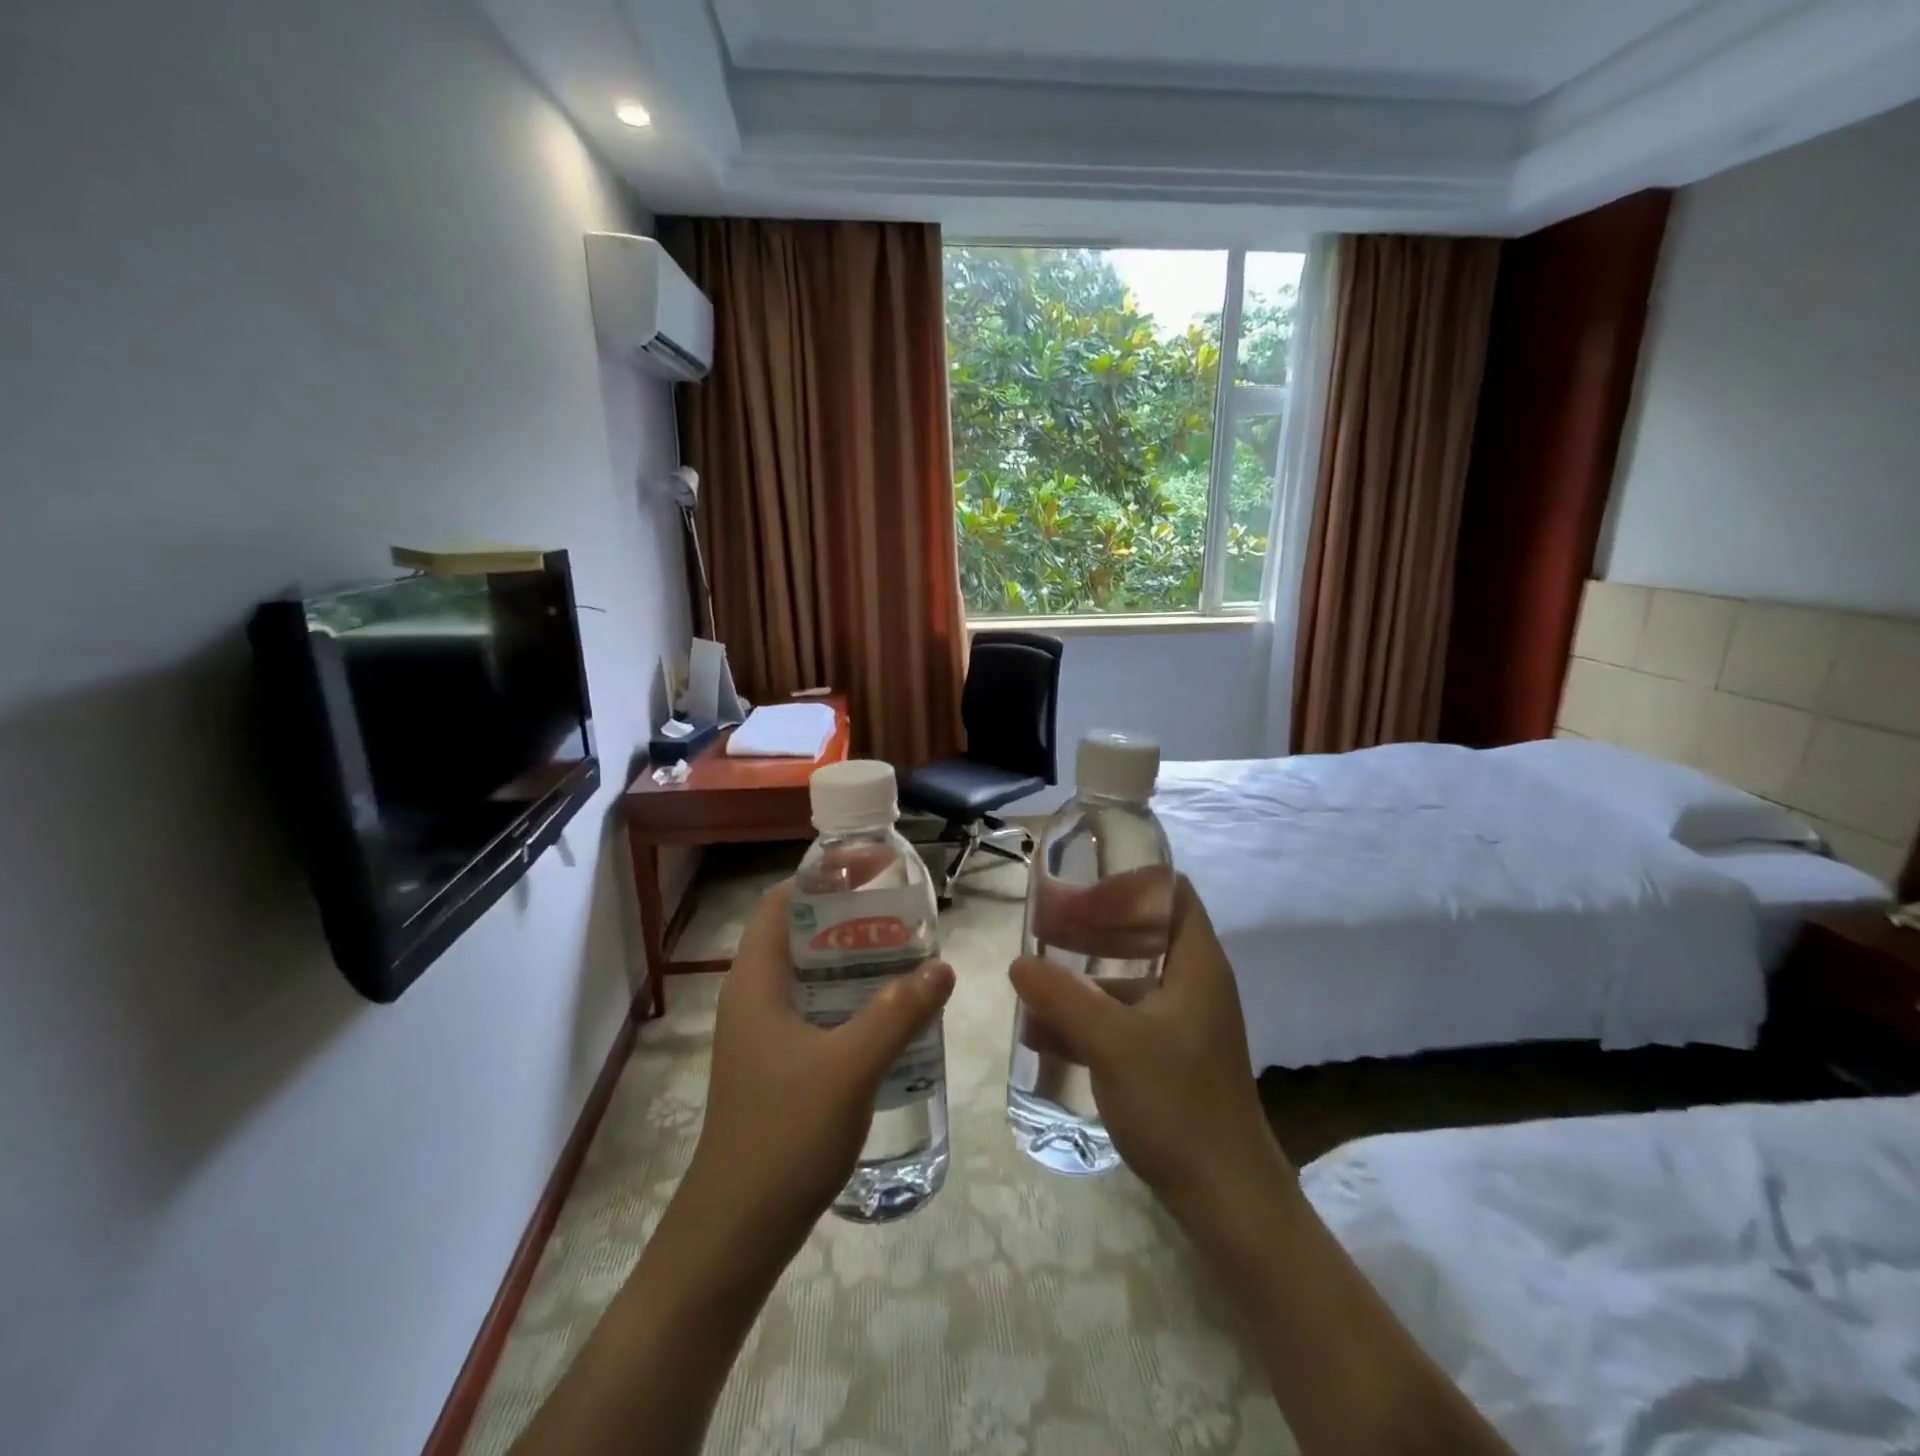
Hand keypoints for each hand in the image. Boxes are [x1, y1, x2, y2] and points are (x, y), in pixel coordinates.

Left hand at [674, 879, 954, 1260]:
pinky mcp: (776, 1065)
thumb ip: (898, 1012)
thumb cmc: (784, 1133)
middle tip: (901, 916)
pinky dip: (848, 1000)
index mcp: (755, 982)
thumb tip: (942, 967)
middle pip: (799, 935)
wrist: (737, 1232)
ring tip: (904, 957)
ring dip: (852, 962)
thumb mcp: (851, 1065)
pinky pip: (814, 1011)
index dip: (822, 878)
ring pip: (809, 976)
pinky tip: (888, 1015)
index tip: (871, 872)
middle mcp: (753, 998)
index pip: (781, 902)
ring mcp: (762, 1035)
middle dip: (848, 919)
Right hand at [1010, 876, 1290, 1220]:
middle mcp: (1193, 983)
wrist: (1227, 1198)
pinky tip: (1042, 1030)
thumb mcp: (1112, 1043)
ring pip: (1128, 977)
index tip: (1078, 891)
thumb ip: (1063, 997)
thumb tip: (1019, 963)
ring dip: (1082, 972)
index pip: (1171, 892)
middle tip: (1043, 924)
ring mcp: (1181, 1022)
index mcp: (1196, 963)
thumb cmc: (1177, 1102)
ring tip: (1033, 974)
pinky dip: (1087, 1015)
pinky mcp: (1168, 1057)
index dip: (1126, 884)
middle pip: (1142, 932)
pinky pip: (1122, 1018)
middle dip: (1091, 925)